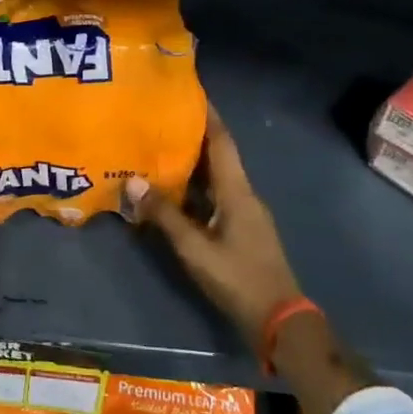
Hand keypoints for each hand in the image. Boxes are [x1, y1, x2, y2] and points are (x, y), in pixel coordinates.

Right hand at [125, 106, 304, 349]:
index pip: (221, 142)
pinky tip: (171, 192)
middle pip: (217, 156)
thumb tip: (133, 181)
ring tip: (158, 149)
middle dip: (192, 136)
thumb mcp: (195, 248)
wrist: (279, 320)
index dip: (207, 116)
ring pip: (215, 178)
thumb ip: (164, 215)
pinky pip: (214, 197)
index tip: (189, 93)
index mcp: (237, 191)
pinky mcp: (240, 230)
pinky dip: (193, 189)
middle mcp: (243, 195)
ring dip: (191, 163)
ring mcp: (244, 214)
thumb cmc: (238, 278)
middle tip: (160, 119)